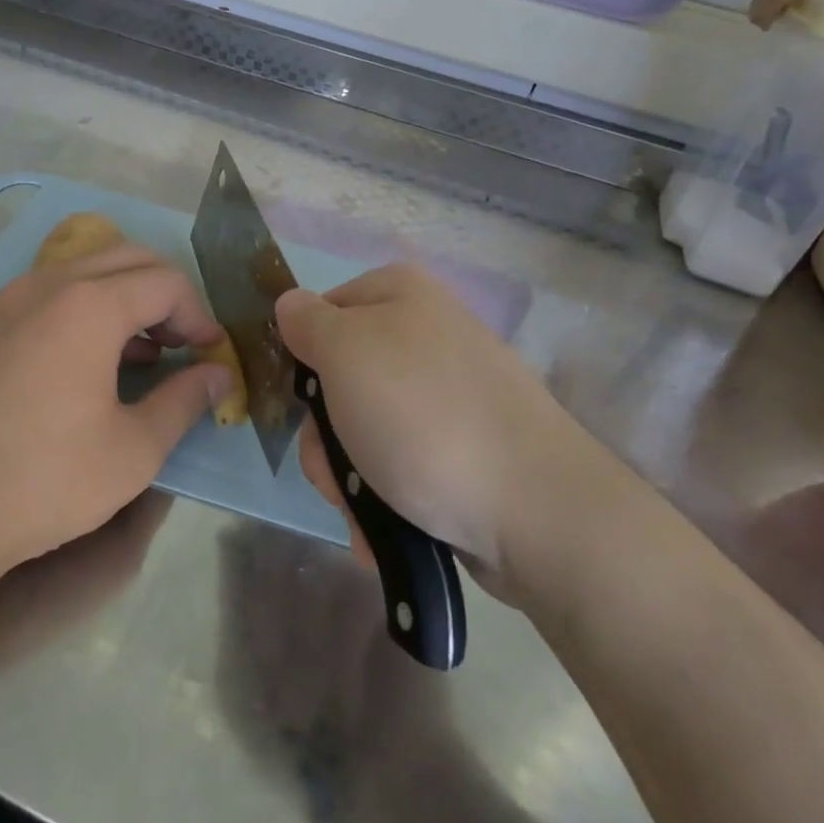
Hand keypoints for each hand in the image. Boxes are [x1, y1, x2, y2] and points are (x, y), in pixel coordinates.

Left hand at [0, 241, 232, 584]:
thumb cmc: (43, 481)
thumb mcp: (133, 450)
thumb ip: (184, 401)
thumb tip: (219, 375)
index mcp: (88, 305)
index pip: (166, 282)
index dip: (199, 314)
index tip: (212, 354)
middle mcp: (47, 285)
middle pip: (128, 260)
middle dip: (167, 295)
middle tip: (184, 345)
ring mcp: (8, 301)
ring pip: (86, 271)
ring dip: (126, 298)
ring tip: (146, 354)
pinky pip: (52, 294)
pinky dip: (87, 309)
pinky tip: (93, 362)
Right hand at [276, 264, 618, 602]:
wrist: (533, 509)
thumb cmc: (421, 416)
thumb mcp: (345, 352)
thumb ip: (307, 322)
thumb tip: (290, 305)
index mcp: (400, 295)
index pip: (320, 313)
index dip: (303, 357)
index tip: (303, 401)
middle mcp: (425, 336)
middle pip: (339, 381)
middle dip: (326, 436)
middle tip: (335, 468)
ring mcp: (447, 396)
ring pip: (363, 431)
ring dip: (349, 477)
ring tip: (365, 509)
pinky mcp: (462, 449)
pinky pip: (400, 465)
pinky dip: (385, 497)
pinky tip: (389, 527)